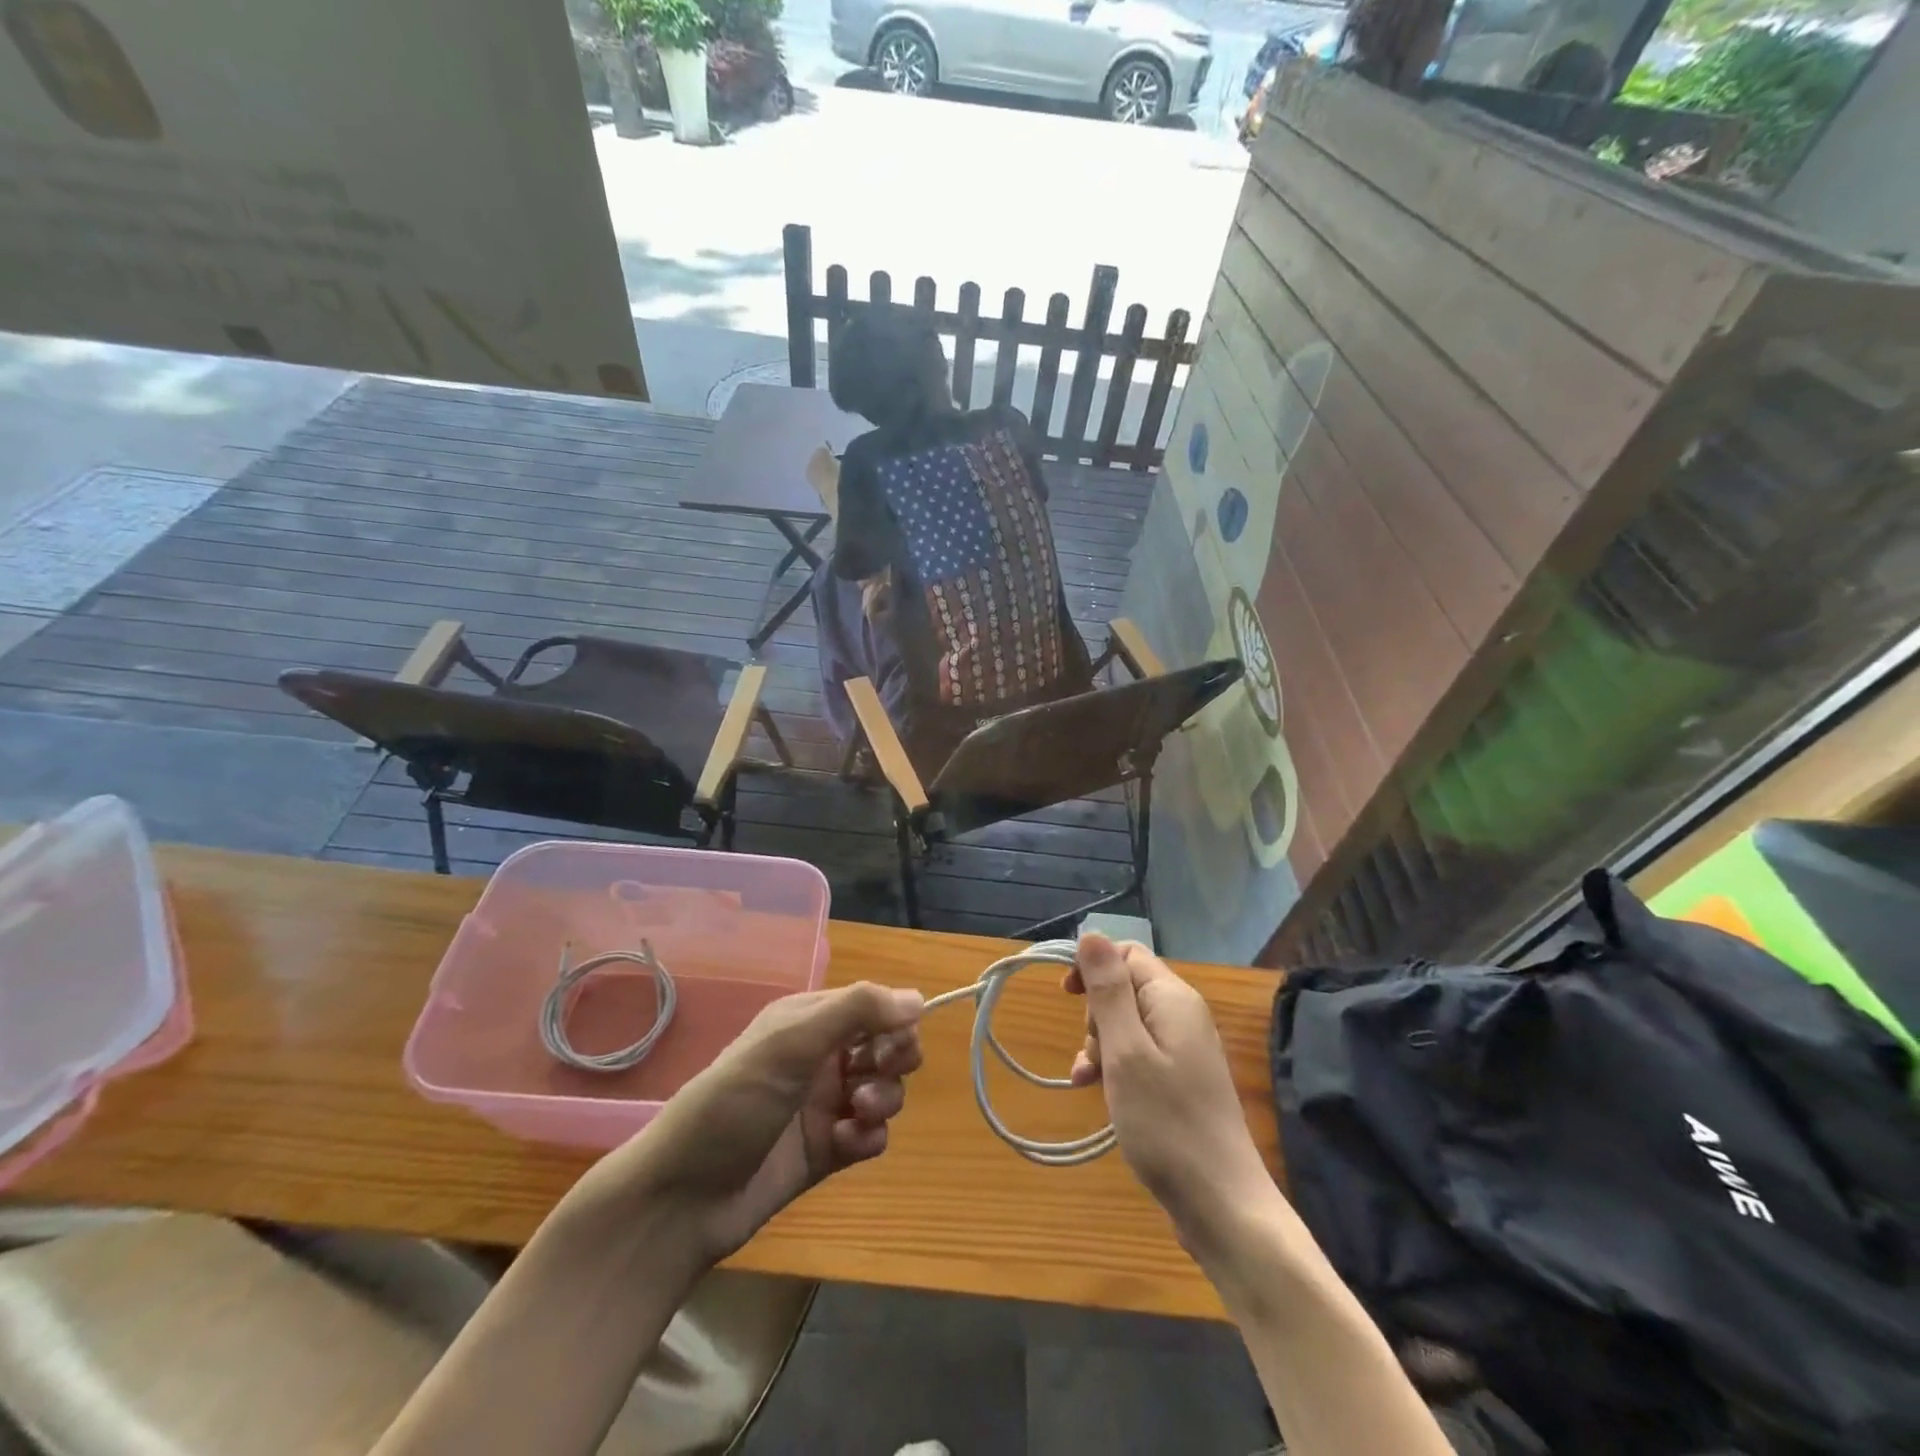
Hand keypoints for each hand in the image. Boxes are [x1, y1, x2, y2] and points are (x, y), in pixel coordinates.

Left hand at [617, 982, 924, 1260]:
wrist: (682, 1200)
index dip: (894, 1019)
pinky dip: (868, 1137)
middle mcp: (820, 1057)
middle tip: (877, 1073)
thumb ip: (856, 1012)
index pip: (873, 1005)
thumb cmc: (733, 1104)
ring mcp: (824, 1104)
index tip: (897, 1039)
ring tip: (856, 1113)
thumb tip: (918, 998)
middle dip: (895, 1058)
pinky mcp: (827, 1150)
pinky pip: (872, 1135)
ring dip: (883, 1099)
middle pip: (886, 1046)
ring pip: (885, 1089)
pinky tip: (846, 1144)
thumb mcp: (790, 1044)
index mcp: (808, 1021)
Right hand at [1066, 933, 1271, 1245]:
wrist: (1221, 1205)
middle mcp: (1182, 1015)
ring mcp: (1184, 1050)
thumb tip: (1091, 934)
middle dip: (1095, 1014)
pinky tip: (1096, 1092)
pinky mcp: (1180, 1081)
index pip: (1126, 954)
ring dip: (1099, 1045)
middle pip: (1124, 988)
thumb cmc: (1166, 1123)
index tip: (1065, 996)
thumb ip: (1108, 990)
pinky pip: (1138, 1054)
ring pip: (1126, 1024)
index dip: (1092, 966)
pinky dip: (1113, 1066)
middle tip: (1092, 1053)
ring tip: (1088, 1080)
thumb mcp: (1126, 1050)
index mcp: (1173, 998)